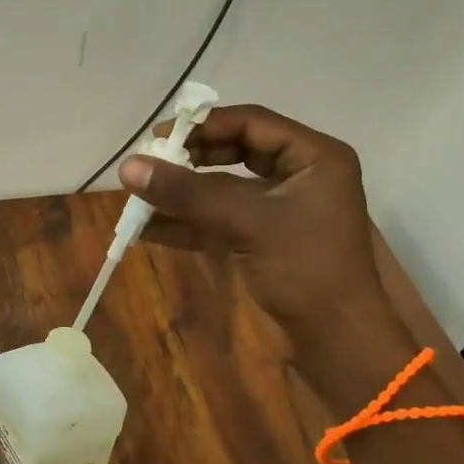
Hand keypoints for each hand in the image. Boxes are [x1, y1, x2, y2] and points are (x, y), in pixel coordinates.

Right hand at [118, 104, 389, 334]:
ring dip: (182, 194)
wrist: (335, 340)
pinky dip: (187, 223)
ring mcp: (279, 208)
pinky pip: (220, 219)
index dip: (203, 126)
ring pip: (222, 188)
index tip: (158, 136)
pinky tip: (147, 228)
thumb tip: (128, 168)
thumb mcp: (246, 223)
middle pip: (234, 152)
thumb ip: (188, 193)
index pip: (251, 122)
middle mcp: (298, 175)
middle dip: (189, 160)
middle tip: (149, 164)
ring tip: (137, 197)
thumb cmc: (305, 269)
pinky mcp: (263, 238)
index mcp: (313, 157)